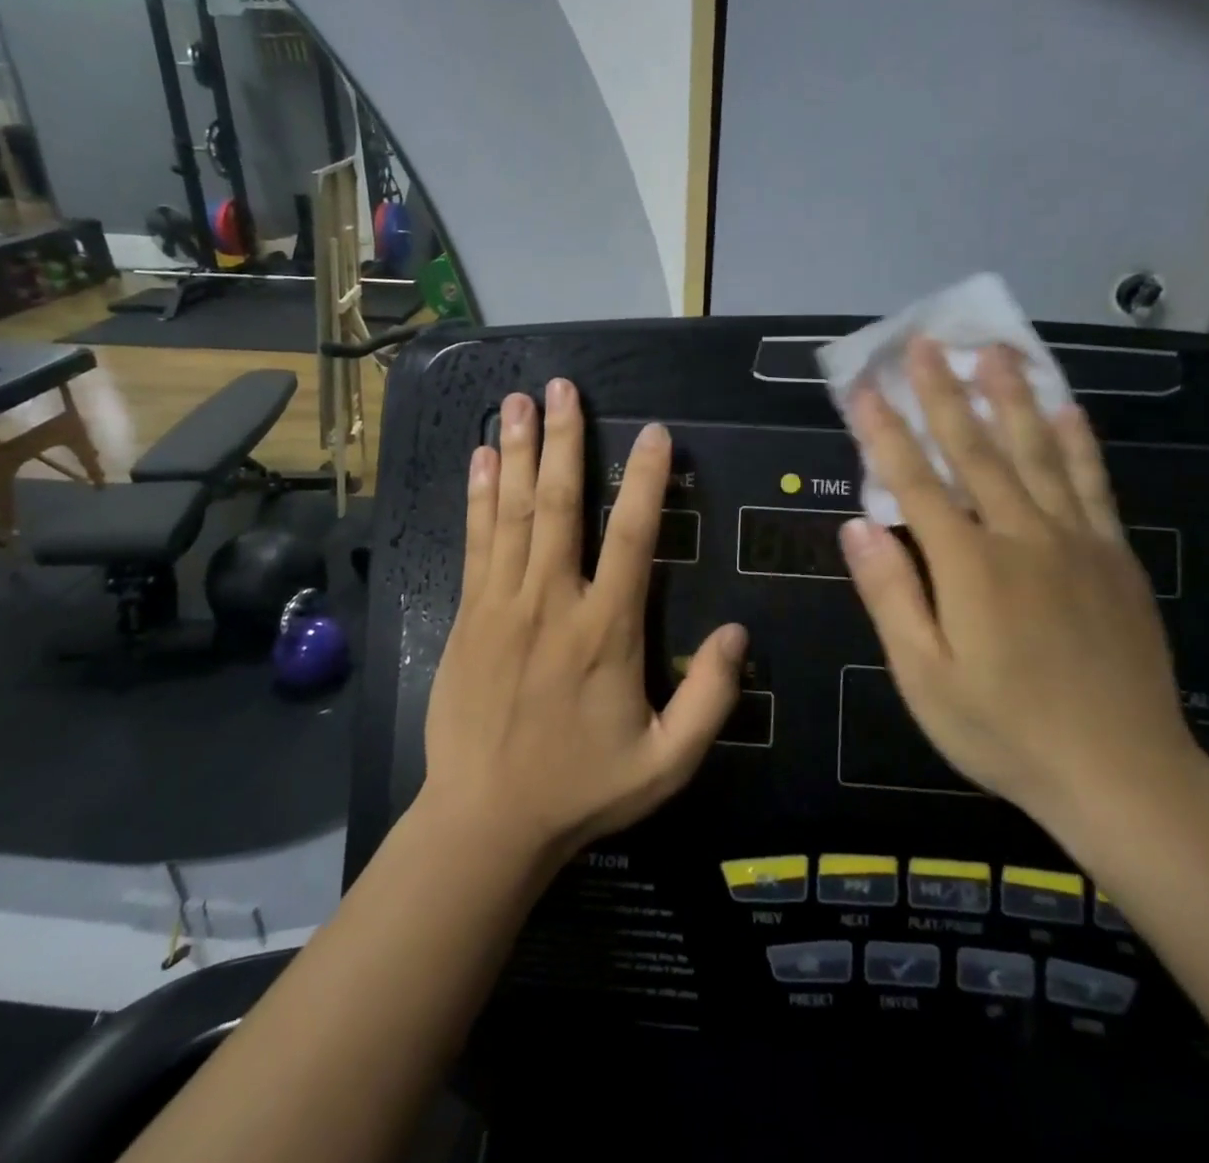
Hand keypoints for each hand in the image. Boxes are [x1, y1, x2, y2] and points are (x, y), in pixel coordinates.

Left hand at [420, 379, 745, 866]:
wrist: (486, 820)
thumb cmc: (582, 787)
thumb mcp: (666, 762)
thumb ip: (710, 698)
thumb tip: (739, 632)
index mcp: (606, 629)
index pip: (632, 537)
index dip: (645, 480)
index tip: (653, 433)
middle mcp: (552, 600)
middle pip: (557, 504)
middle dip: (562, 440)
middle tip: (561, 388)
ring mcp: (502, 603)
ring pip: (511, 511)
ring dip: (515, 451)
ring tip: (517, 401)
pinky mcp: (469, 614)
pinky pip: (476, 542)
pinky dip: (478, 496)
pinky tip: (478, 459)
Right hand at [838, 340, 1199, 836]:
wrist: (1123, 774)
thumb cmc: (1005, 731)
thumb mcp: (925, 677)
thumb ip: (892, 595)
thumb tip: (858, 525)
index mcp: (969, 566)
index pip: (915, 482)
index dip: (884, 433)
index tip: (862, 388)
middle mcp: (1021, 537)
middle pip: (975, 451)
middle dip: (943, 394)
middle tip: (925, 343)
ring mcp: (1075, 542)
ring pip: (1038, 453)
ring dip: (1011, 398)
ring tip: (995, 352)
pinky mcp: (1114, 557)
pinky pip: (1093, 485)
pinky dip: (1079, 442)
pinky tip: (1067, 408)